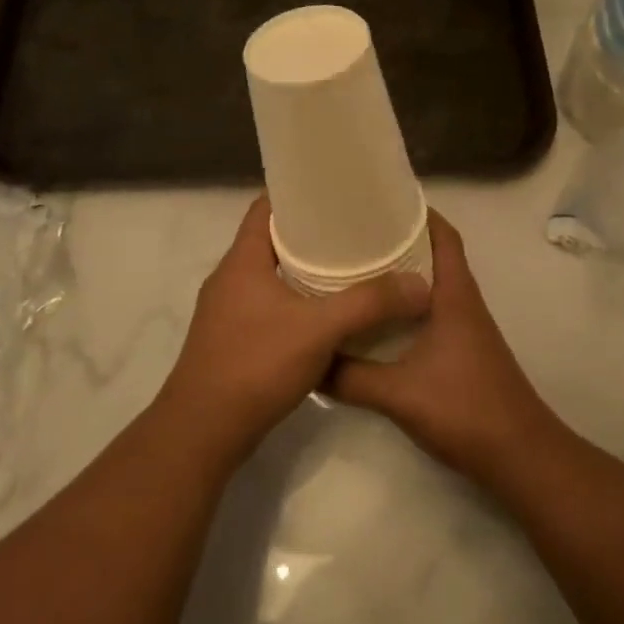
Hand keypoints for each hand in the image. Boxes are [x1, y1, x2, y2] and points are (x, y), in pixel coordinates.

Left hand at [159, 197, 429, 465]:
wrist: (203, 431)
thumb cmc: (255, 365)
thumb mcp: (319, 329)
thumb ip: (369, 304)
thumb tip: (420, 285)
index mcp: (242, 260)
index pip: (266, 207)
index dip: (297, 194)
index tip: (335, 193)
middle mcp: (230, 278)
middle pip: (271, 241)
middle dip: (311, 235)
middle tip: (354, 232)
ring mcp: (227, 311)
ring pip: (270, 276)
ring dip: (304, 271)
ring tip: (348, 269)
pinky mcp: (232, 340)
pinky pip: (268, 306)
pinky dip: (296, 303)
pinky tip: (326, 316)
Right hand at [329, 211, 554, 482]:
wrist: (519, 457)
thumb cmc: (465, 409)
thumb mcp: (398, 393)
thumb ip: (350, 377)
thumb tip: (309, 360)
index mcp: (455, 294)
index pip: (443, 234)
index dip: (417, 211)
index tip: (379, 199)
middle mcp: (462, 302)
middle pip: (433, 253)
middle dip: (398, 238)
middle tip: (353, 232)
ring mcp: (464, 327)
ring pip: (430, 284)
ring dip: (399, 273)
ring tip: (355, 267)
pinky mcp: (461, 350)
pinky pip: (428, 311)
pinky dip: (403, 304)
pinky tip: (374, 318)